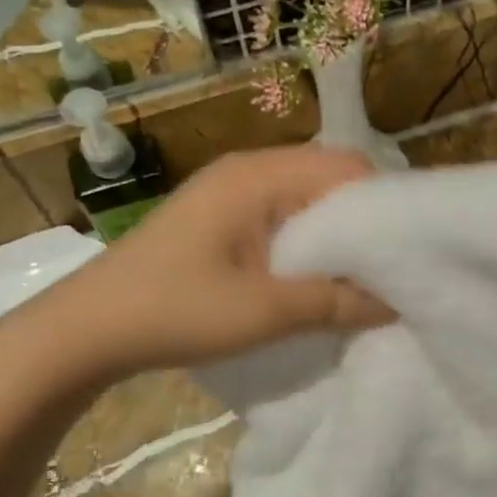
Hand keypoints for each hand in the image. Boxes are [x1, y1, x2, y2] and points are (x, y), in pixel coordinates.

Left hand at [48, 146, 391, 376]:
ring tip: (362, 279)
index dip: (384, 203)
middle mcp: (247, 171)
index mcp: (258, 176)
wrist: (86, 329)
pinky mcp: (219, 221)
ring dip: (335, 238)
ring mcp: (229, 195)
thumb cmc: (175, 310)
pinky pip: (281, 220)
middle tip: (392, 269)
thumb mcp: (265, 312)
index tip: (409, 248)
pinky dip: (307, 245)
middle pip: (328, 180)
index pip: (346, 167)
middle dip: (363, 223)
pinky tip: (316, 281)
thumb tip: (398, 302)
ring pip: (305, 203)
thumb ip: (337, 302)